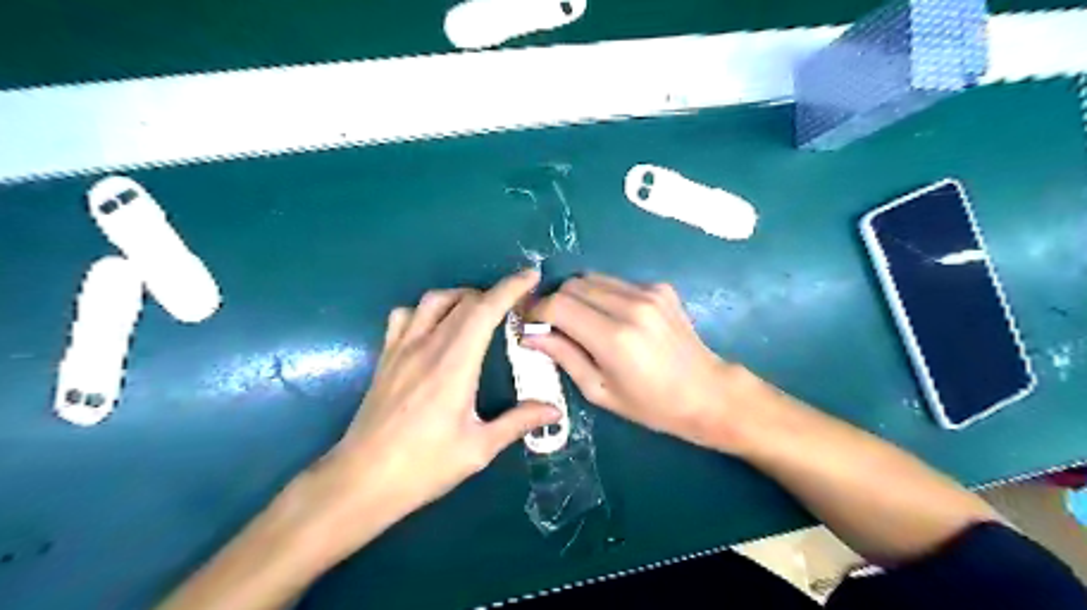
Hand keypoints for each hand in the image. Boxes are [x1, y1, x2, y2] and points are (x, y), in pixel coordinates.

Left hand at [315, 269, 558, 535]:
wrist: (361, 480)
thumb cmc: (423, 466)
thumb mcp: (478, 449)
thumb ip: (518, 422)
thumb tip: (555, 410)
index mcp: (454, 364)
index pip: (485, 310)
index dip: (510, 288)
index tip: (531, 275)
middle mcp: (427, 346)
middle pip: (463, 300)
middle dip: (493, 294)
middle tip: (515, 307)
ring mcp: (401, 348)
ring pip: (432, 300)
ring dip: (461, 297)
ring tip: (478, 313)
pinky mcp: (386, 357)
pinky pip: (405, 315)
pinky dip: (427, 310)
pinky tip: (436, 329)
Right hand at [524, 275, 747, 450]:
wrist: (708, 392)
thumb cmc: (651, 405)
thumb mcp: (600, 390)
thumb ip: (563, 356)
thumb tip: (529, 334)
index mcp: (614, 338)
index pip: (557, 305)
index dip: (536, 312)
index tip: (530, 325)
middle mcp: (631, 306)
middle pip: (572, 285)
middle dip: (554, 302)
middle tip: (552, 325)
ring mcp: (649, 292)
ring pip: (592, 278)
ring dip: (577, 296)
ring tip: (581, 322)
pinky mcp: (660, 287)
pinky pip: (616, 282)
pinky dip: (602, 295)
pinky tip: (612, 318)